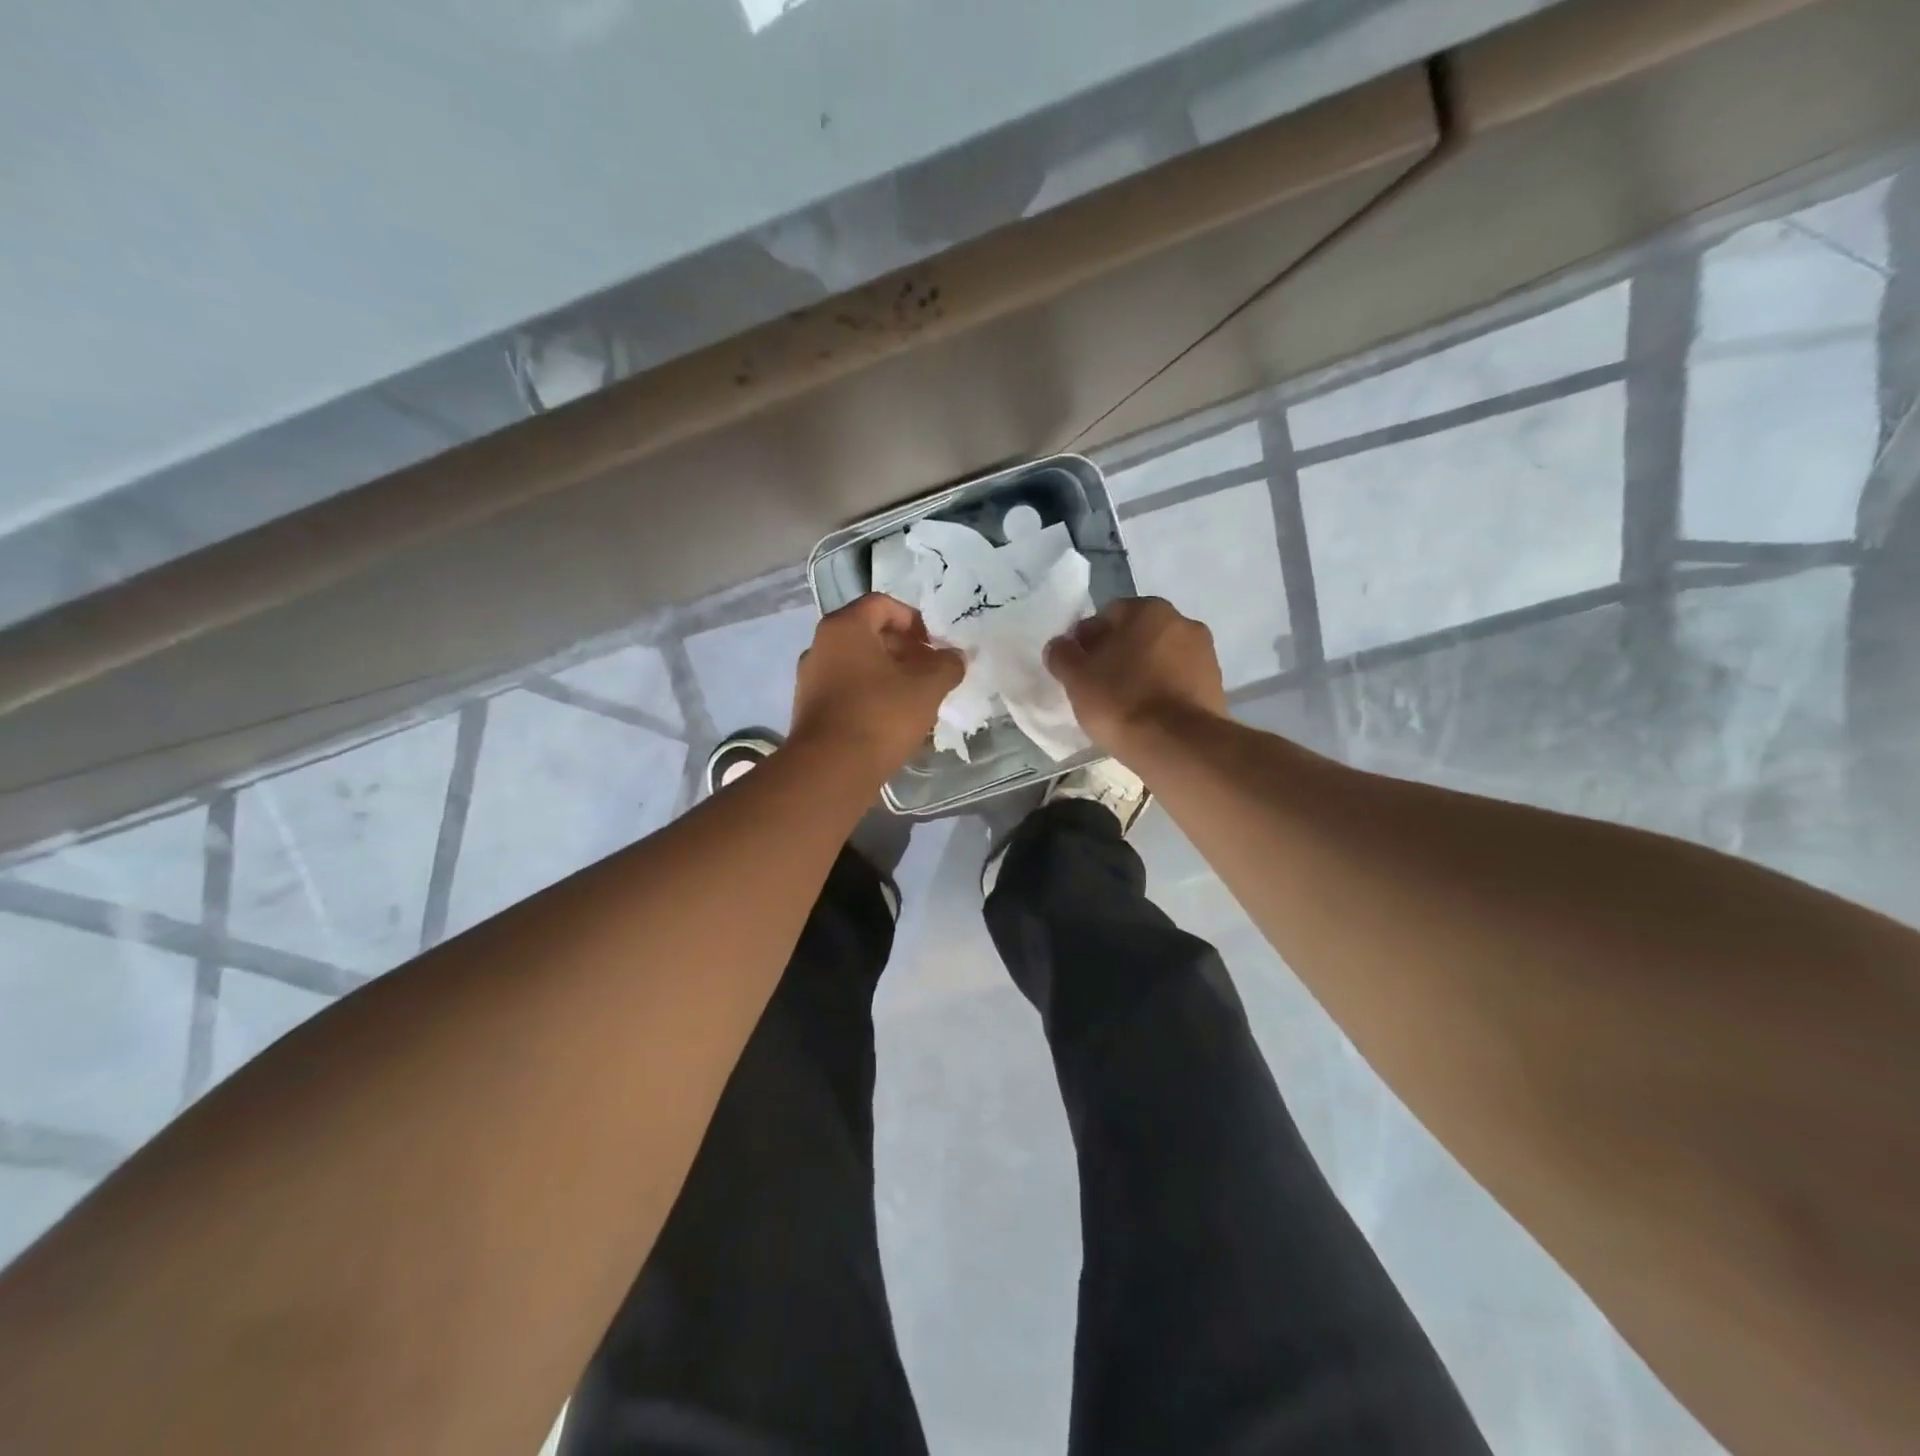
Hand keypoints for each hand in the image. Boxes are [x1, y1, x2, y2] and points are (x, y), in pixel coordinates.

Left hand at [790, 595, 964, 773]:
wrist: (831, 769)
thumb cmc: (880, 715)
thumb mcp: (927, 688)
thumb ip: (947, 666)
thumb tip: (956, 656)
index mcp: (845, 627)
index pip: (882, 604)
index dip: (914, 619)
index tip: (934, 644)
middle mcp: (820, 645)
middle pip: (868, 633)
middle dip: (904, 648)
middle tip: (931, 670)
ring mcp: (810, 677)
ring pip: (857, 663)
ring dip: (889, 673)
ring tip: (916, 696)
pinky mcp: (809, 708)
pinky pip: (846, 688)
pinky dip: (870, 693)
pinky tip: (892, 718)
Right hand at [1045, 597, 1226, 750]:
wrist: (1178, 746)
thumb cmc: (1121, 701)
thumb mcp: (1076, 678)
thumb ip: (1062, 654)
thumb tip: (1060, 645)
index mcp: (1148, 609)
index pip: (1108, 615)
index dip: (1088, 640)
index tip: (1078, 667)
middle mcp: (1182, 621)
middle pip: (1137, 634)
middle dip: (1117, 653)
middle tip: (1097, 685)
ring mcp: (1204, 654)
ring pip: (1159, 658)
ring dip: (1142, 672)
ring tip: (1122, 705)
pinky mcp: (1215, 686)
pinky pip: (1177, 681)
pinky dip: (1162, 691)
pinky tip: (1147, 715)